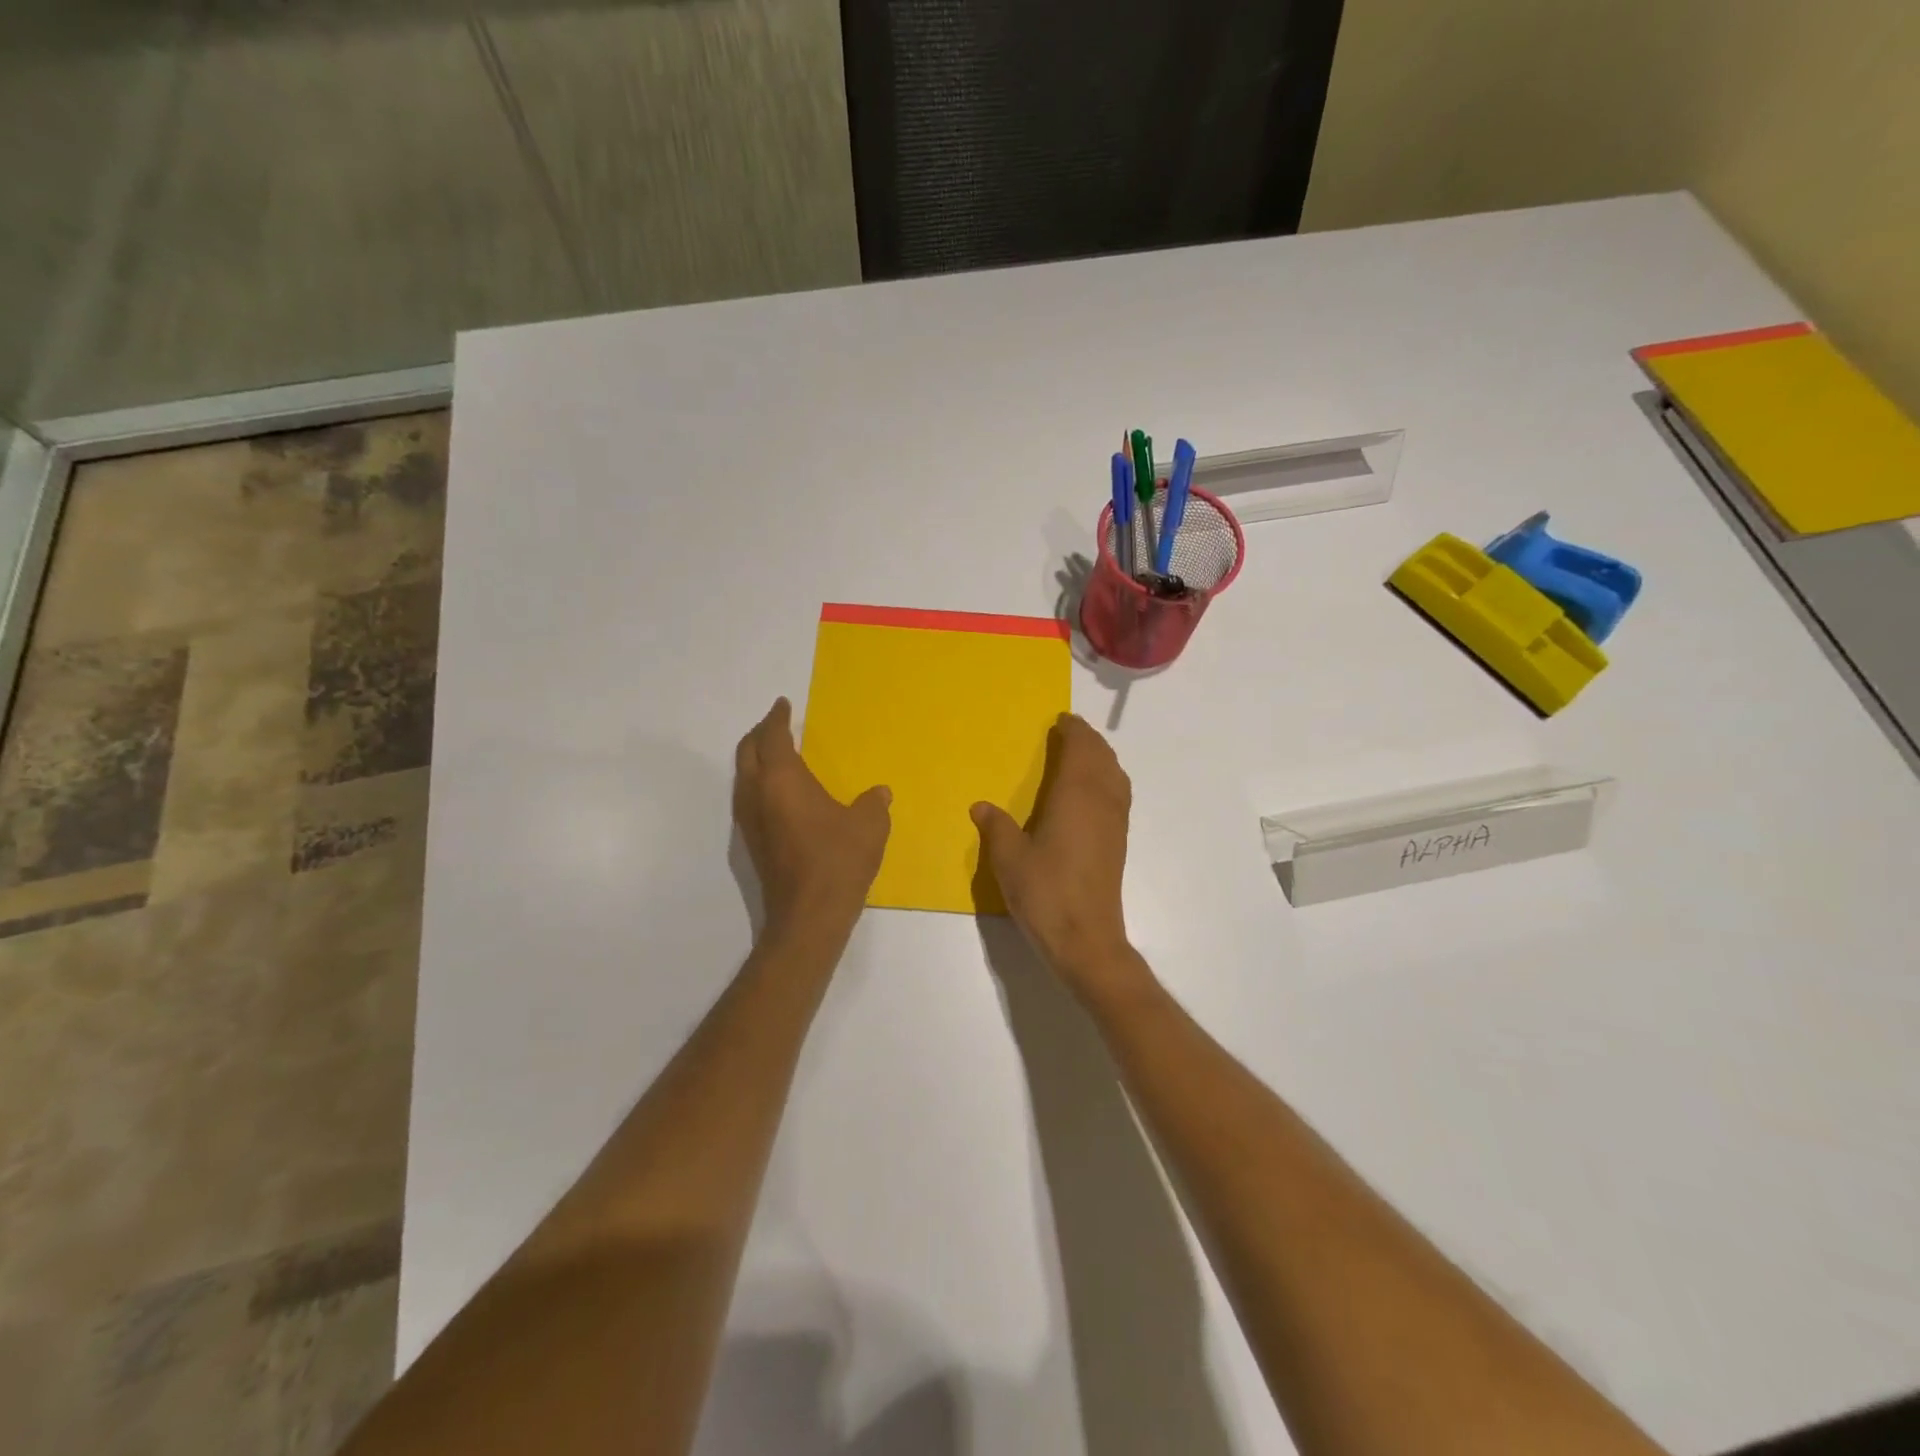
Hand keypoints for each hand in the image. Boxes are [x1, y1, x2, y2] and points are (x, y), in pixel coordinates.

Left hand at [733, 698, 890, 942]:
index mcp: (783, 779)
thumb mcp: (869, 825)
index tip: (783, 705)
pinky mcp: (752, 843)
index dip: (778, 718)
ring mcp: (750, 820)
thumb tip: (878, 794)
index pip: (774, 737)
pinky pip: (748, 797)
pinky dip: (758, 782)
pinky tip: (778, 793)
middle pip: (748, 752)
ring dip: (755, 758)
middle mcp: (758, 794)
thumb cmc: (838, 860)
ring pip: (743, 776)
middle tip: (775, 724)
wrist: (809, 915)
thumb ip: (873, 803)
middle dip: (760, 733)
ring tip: (774, 753)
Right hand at [971, 713, 1144, 1002]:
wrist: (1086, 939)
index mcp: (1075, 795)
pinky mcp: (1118, 842)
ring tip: (1083, 755)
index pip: (1081, 749)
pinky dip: (1108, 779)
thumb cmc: (1045, 893)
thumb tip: (981, 806)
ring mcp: (1115, 822)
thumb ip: (996, 827)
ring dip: (1102, 758)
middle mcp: (1101, 801)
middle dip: (1089, 740)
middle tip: (1070, 731)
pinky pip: (1118, 794)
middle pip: (1103, 758)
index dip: (1073, 731)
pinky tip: (1093, 793)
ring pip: (1115, 776)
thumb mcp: (1009, 859)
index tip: (1061, 720)